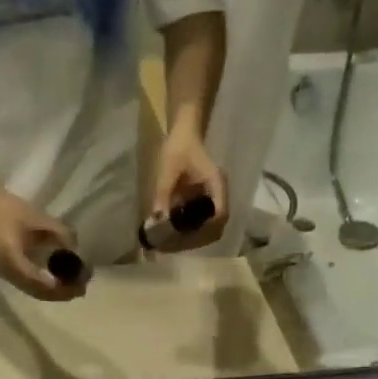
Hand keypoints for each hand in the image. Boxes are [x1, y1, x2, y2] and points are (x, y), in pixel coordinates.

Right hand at [0, 191, 84, 300]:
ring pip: (35, 292)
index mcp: (9, 254)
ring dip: (56, 294)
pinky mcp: (12, 276)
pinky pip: (31, 288)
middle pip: (35, 290)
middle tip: (81, 289)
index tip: (72, 284)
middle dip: (60, 292)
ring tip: (77, 289)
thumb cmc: (14, 211)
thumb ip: (59, 232)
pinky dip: (49, 290)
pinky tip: (63, 286)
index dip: (52, 284)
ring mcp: (8, 275)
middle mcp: (7, 269)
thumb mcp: (40, 217)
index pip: (31, 276)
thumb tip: (76, 249)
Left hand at [149, 125, 228, 249]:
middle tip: (174, 246)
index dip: (205, 230)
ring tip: (172, 243)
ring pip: (211, 227)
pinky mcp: (206, 201)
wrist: (184, 133)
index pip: (220, 214)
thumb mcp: (168, 170)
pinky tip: (175, 234)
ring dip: (195, 237)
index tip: (185, 239)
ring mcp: (214, 198)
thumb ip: (163, 195)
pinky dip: (191, 231)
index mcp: (216, 184)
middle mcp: (219, 194)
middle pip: (217, 227)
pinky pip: (203, 221)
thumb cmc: (178, 147)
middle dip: (198, 239)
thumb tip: (157, 221)